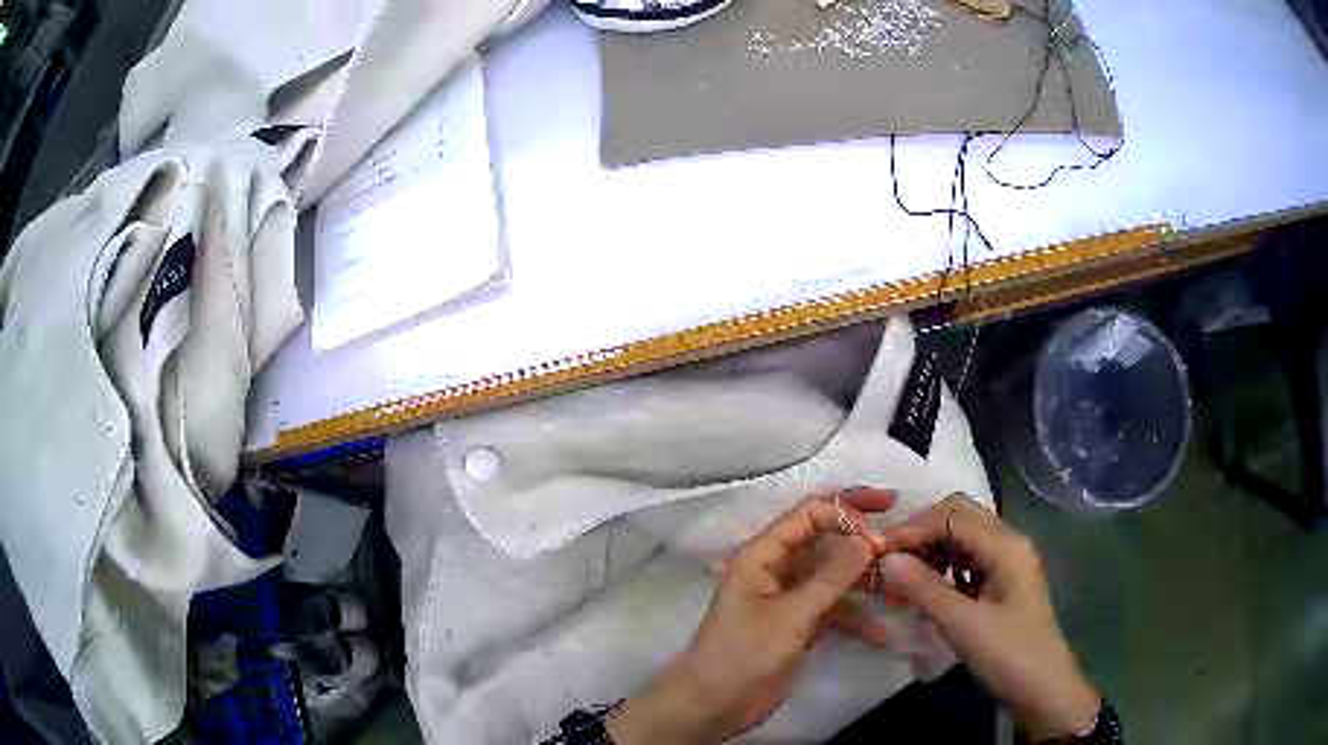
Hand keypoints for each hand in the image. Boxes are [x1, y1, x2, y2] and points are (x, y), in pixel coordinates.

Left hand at [607, 488, 895, 744]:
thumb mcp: (790, 617)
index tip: (880, 541)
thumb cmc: (742, 655)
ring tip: (900, 586)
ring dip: (864, 578)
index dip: (847, 516)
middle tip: (901, 523)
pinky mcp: (798, 624)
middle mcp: (776, 568)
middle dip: (860, 531)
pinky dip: (856, 617)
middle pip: (824, 537)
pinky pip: (834, 609)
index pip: (809, 514)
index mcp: (762, 554)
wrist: (713, 706)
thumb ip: (830, 578)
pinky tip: (881, 634)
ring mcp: (789, 597)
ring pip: (834, 574)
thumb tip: (868, 540)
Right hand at [877, 494, 1100, 741]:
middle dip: (922, 532)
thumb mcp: (962, 625)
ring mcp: (1008, 561)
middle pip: (960, 516)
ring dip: (932, 547)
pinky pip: (969, 558)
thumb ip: (924, 588)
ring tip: (902, 575)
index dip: (912, 530)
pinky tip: (927, 586)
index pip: (952, 518)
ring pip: (964, 537)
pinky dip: (944, 565)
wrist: (1042, 688)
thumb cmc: (1007, 655)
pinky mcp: (1004, 581)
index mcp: (1006, 545)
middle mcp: (1009, 542)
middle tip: (888, 559)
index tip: (876, 551)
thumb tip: (885, 560)